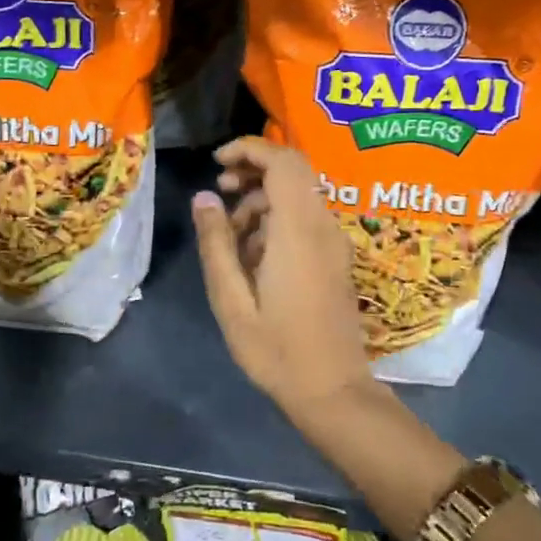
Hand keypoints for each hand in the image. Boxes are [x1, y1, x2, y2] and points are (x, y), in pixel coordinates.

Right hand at [192, 137, 373, 413]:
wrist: (333, 391)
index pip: (283, 162)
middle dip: (253, 171)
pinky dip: (278, 220)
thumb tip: (204, 197)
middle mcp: (322, 227)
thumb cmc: (276, 350)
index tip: (217, 163)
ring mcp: (334, 242)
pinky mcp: (336, 258)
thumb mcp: (232, 301)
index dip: (249, 149)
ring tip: (231, 237)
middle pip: (293, 171)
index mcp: (298, 231)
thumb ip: (217, 244)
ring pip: (298, 195)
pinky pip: (306, 219)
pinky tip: (254, 257)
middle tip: (221, 193)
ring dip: (263, 201)